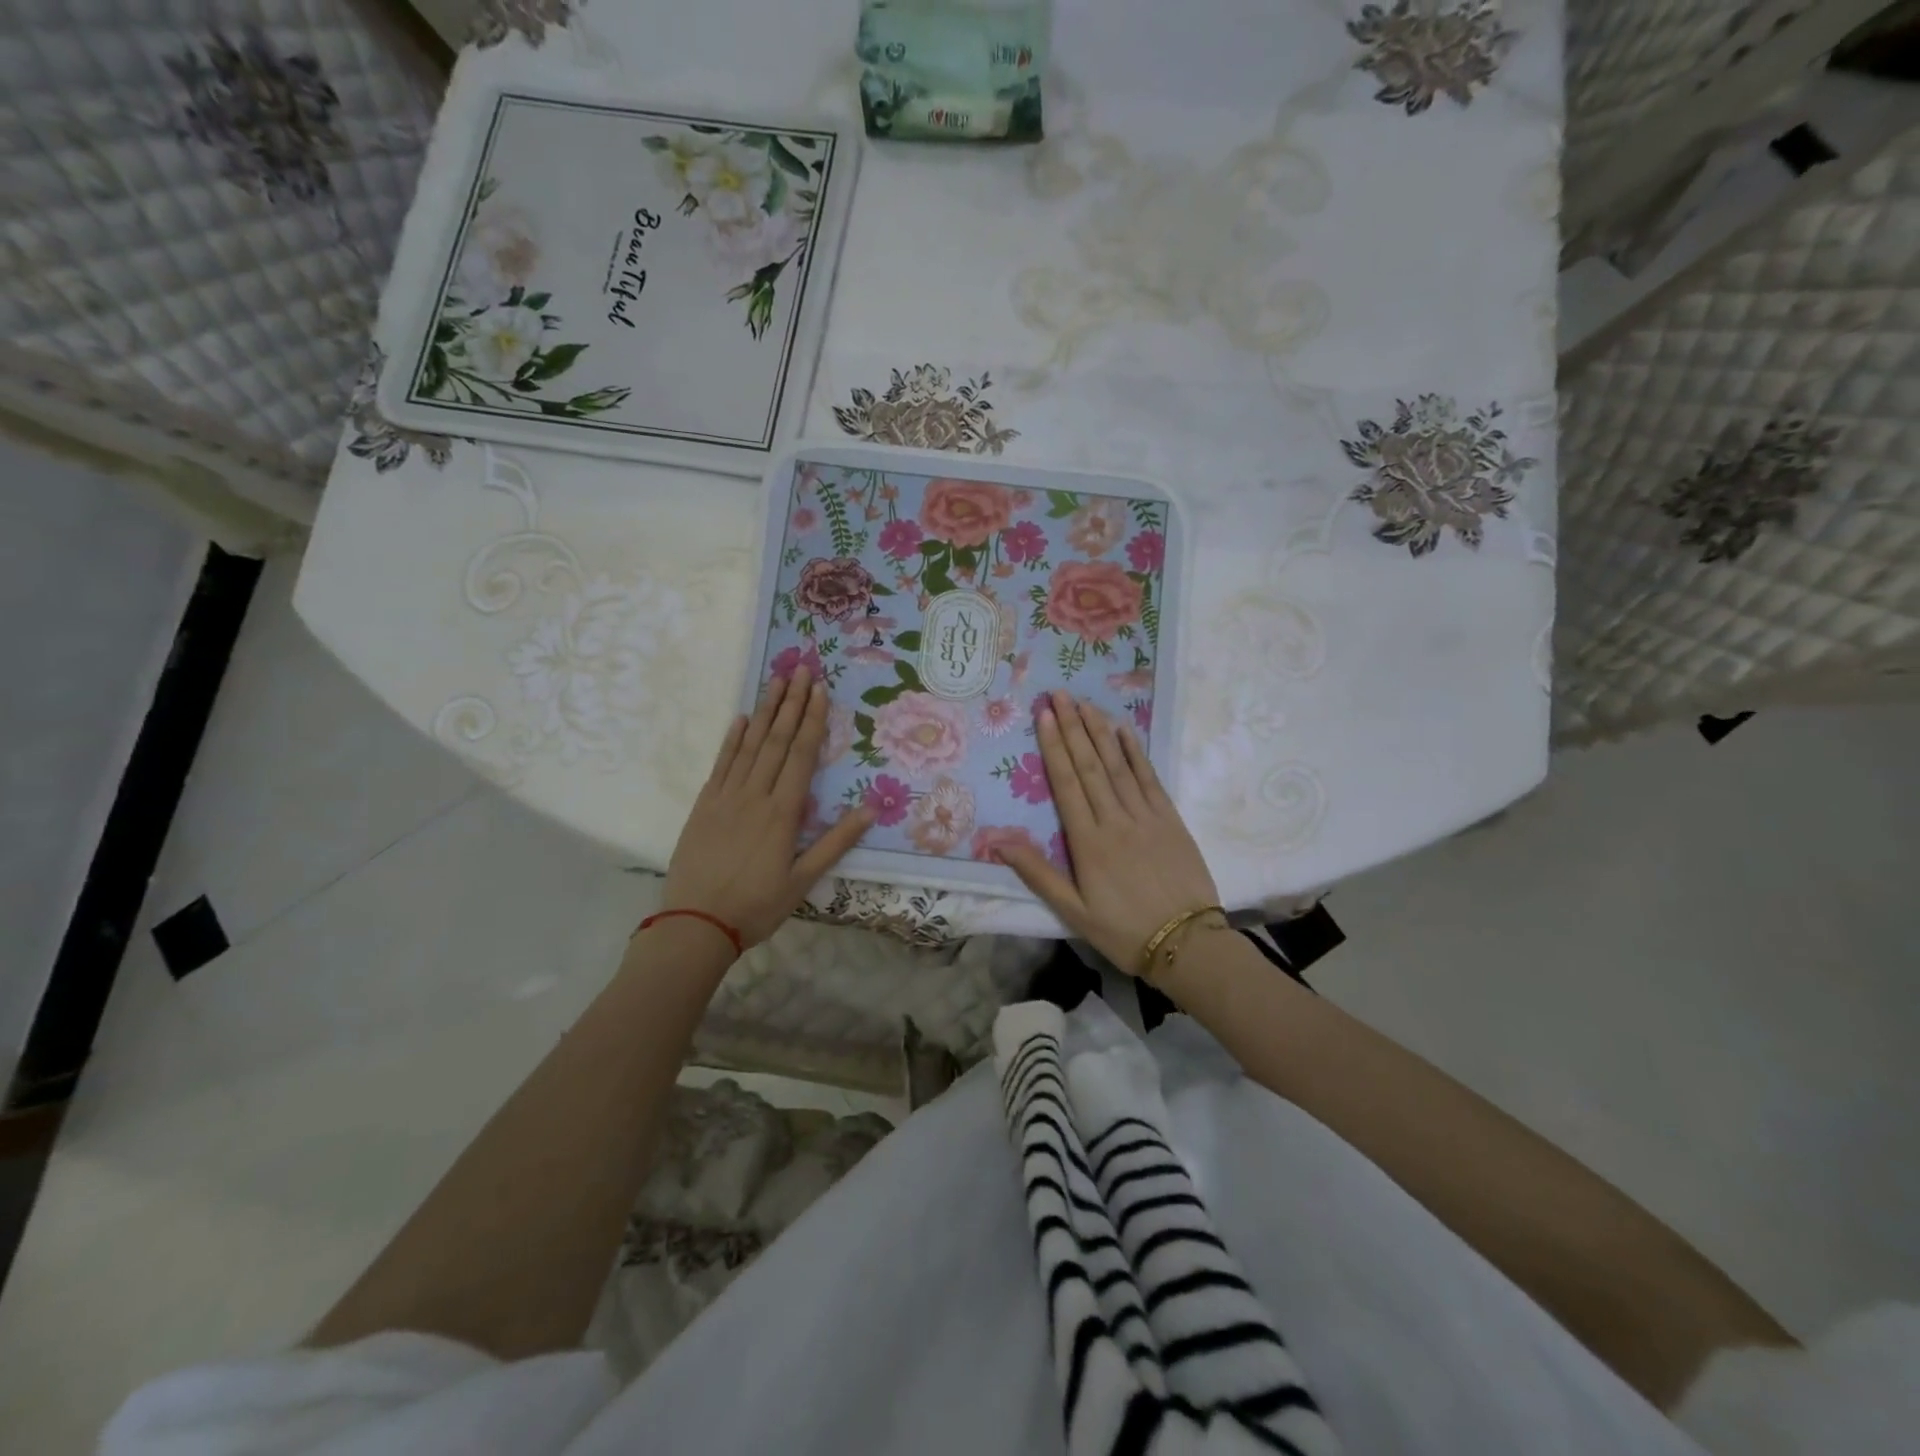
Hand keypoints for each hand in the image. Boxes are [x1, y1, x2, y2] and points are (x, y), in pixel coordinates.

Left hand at [663, 668, 872, 949]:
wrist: (695, 924)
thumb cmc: (756, 906)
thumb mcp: (804, 881)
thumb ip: (836, 842)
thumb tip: (871, 809)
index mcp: (783, 812)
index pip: (801, 755)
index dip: (813, 720)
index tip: (820, 690)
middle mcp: (755, 795)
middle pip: (776, 741)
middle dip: (791, 703)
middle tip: (801, 669)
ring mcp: (726, 797)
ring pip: (749, 746)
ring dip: (765, 712)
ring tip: (776, 681)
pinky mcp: (704, 806)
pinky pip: (721, 764)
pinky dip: (731, 740)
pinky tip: (740, 719)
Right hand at [995, 691, 1219, 974]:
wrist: (1187, 944)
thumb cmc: (1123, 931)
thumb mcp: (1073, 910)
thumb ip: (1037, 872)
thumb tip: (998, 841)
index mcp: (1088, 842)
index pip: (1066, 784)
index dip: (1054, 747)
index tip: (1045, 716)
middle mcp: (1115, 820)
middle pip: (1090, 766)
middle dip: (1073, 727)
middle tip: (1060, 695)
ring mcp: (1146, 817)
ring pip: (1118, 766)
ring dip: (1100, 733)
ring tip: (1086, 704)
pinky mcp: (1171, 820)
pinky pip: (1150, 779)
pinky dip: (1136, 754)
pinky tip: (1125, 732)